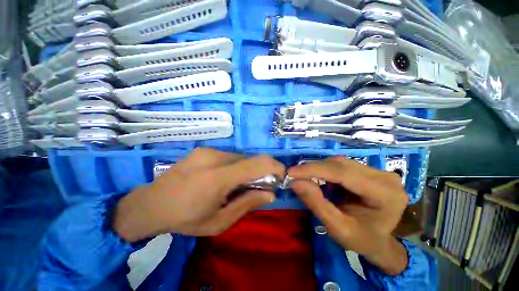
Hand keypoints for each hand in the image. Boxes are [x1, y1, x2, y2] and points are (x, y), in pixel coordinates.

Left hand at [113, 148, 284, 241]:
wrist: (150, 204)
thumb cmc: (185, 219)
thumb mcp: (219, 222)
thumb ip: (247, 204)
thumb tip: (270, 193)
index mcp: (217, 178)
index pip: (256, 163)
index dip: (274, 166)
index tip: (281, 175)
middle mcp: (214, 157)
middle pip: (250, 158)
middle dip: (261, 170)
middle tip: (258, 186)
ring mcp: (207, 151)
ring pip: (240, 157)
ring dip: (247, 169)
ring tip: (237, 184)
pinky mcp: (203, 149)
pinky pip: (229, 156)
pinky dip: (236, 166)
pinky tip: (225, 178)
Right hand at [288, 156, 408, 274]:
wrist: (379, 241)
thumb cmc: (362, 240)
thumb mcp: (337, 228)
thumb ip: (317, 204)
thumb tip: (295, 182)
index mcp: (385, 194)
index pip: (343, 174)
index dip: (314, 170)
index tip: (291, 172)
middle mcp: (385, 177)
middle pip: (341, 165)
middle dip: (314, 169)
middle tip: (294, 175)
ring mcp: (378, 171)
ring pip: (340, 162)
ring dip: (319, 169)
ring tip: (304, 178)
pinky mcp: (369, 170)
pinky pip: (341, 165)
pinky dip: (325, 170)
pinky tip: (319, 179)